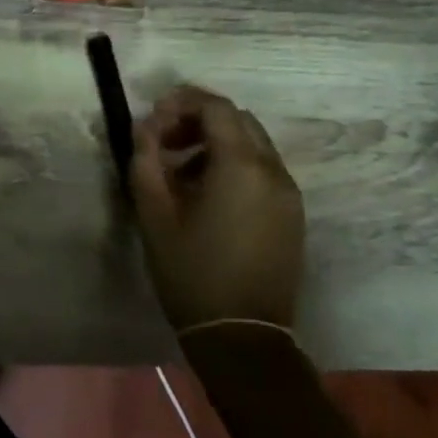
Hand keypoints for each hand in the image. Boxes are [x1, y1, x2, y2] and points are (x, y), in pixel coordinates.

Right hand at [130, 86, 304, 333]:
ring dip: (216, 142)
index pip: (216, 107)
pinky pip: (263, 170)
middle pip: (238, 120)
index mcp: (241, 166)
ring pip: (253, 144)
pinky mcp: (292, 214)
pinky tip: (207, 194)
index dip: (181, 102)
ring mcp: (289, 193)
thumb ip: (146, 161)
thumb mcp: (154, 215)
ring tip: (181, 171)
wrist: (242, 335)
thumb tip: (145, 128)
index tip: (153, 119)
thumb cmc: (191, 272)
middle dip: (198, 120)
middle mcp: (273, 170)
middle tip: (164, 143)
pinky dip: (234, 164)